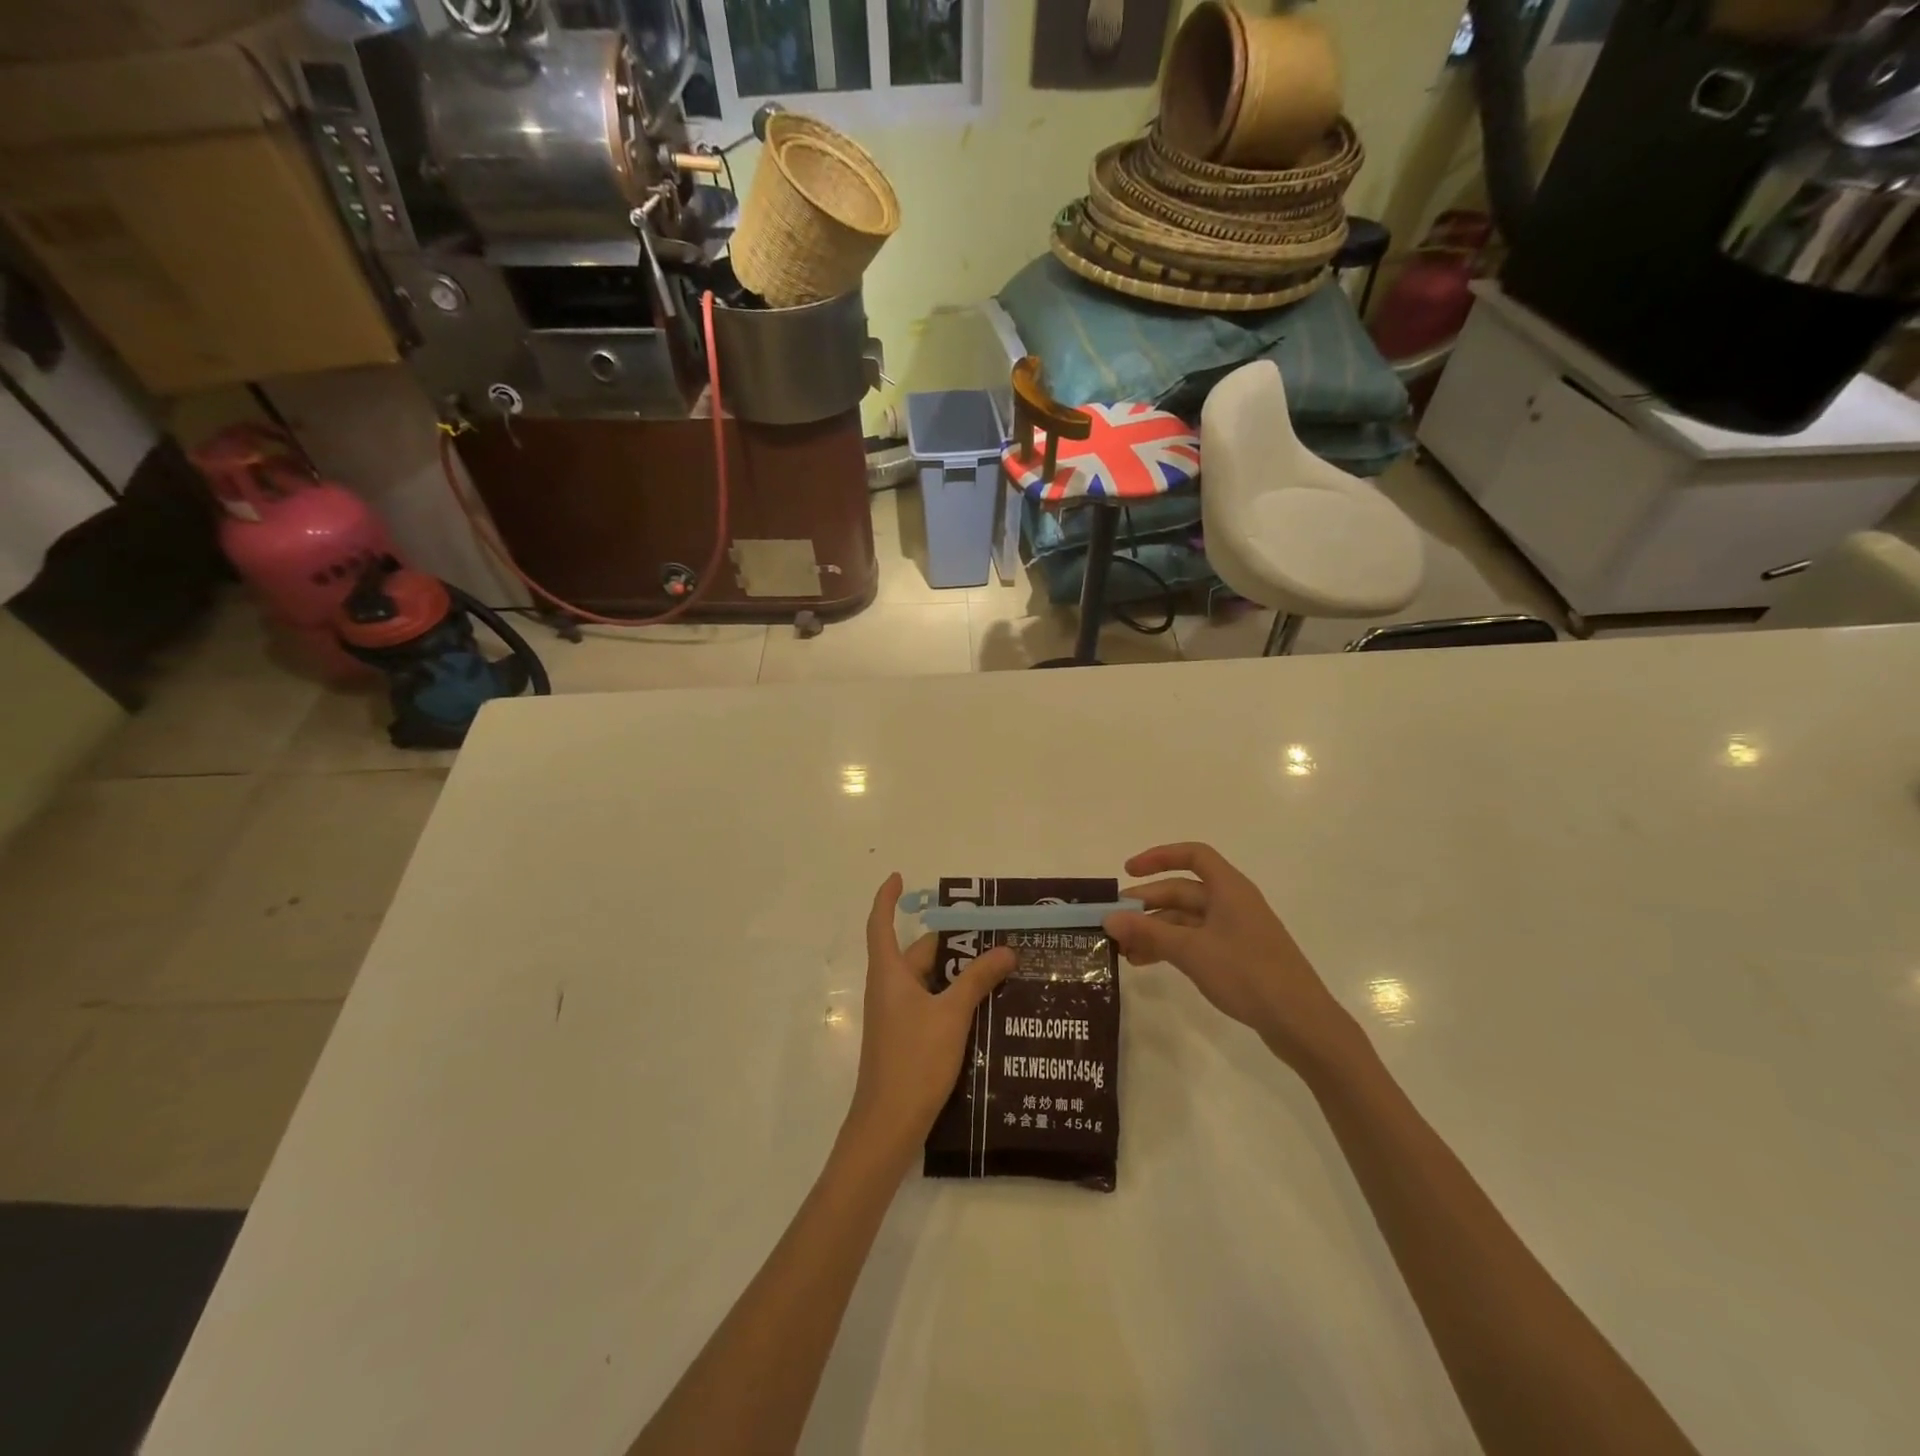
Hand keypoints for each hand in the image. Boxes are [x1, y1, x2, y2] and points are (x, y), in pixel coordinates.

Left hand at [845, 874, 1016, 1157]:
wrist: (888, 1125)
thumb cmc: (914, 1059)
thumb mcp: (952, 1014)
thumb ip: (978, 979)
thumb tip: (1006, 950)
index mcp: (889, 973)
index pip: (881, 923)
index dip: (887, 898)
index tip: (899, 877)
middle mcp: (889, 988)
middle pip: (918, 953)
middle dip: (952, 942)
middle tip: (991, 935)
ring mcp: (896, 1016)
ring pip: (928, 981)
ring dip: (957, 973)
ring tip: (998, 968)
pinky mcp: (906, 1038)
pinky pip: (931, 1004)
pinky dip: (953, 998)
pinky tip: (985, 1007)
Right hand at [1104, 843, 1362, 1072]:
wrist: (1301, 1022)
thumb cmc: (1248, 974)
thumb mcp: (1191, 951)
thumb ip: (1148, 933)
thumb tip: (1108, 919)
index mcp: (1229, 889)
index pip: (1193, 855)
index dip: (1159, 857)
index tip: (1128, 871)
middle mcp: (1233, 903)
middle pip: (1183, 891)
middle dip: (1147, 904)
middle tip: (1113, 921)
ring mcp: (1236, 931)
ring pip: (1186, 920)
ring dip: (1154, 930)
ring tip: (1123, 950)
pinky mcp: (1237, 957)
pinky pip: (1195, 941)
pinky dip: (1170, 947)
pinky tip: (1146, 963)